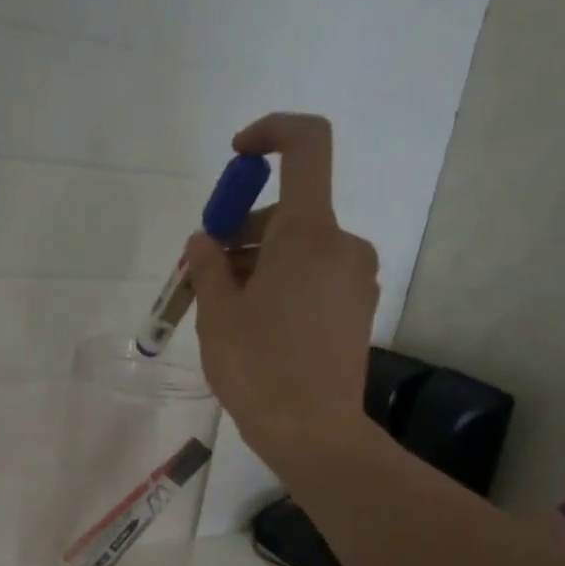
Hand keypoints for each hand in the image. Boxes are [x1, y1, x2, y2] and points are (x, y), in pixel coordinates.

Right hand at [185, 114, 382, 467]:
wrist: (313, 432)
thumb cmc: (258, 368)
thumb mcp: (218, 315)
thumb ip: (208, 265)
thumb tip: (206, 241)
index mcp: (309, 233)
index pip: (305, 146)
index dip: (271, 133)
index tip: (237, 157)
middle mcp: (343, 244)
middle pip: (292, 209)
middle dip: (245, 231)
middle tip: (207, 273)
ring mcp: (357, 277)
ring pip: (302, 246)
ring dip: (262, 261)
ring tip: (227, 308)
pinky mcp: (359, 307)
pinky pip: (317, 274)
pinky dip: (285, 281)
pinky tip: (259, 323)